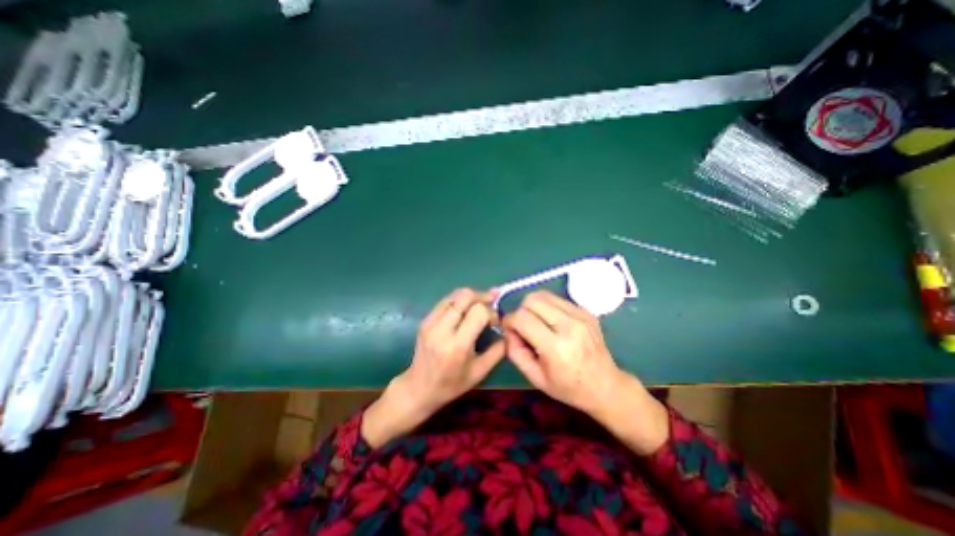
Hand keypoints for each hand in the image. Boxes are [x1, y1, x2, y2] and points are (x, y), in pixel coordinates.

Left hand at [363, 289, 501, 447]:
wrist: (419, 388)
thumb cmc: (452, 384)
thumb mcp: (480, 372)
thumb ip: (498, 350)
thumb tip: (508, 330)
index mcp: (457, 345)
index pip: (478, 312)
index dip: (491, 312)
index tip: (495, 322)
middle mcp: (442, 329)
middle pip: (465, 296)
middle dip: (482, 297)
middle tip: (491, 304)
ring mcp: (431, 322)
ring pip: (455, 294)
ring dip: (471, 296)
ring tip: (479, 306)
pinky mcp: (425, 319)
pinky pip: (446, 300)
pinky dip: (459, 301)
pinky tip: (465, 310)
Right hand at [502, 292, 623, 412]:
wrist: (605, 385)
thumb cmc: (568, 387)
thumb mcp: (534, 377)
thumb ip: (515, 351)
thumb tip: (508, 329)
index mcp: (556, 348)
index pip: (522, 318)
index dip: (509, 320)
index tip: (509, 329)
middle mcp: (569, 326)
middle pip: (532, 300)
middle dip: (520, 310)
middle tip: (523, 325)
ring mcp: (580, 315)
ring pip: (543, 294)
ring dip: (533, 306)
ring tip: (536, 322)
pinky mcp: (585, 310)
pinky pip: (556, 298)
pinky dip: (547, 306)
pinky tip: (551, 321)